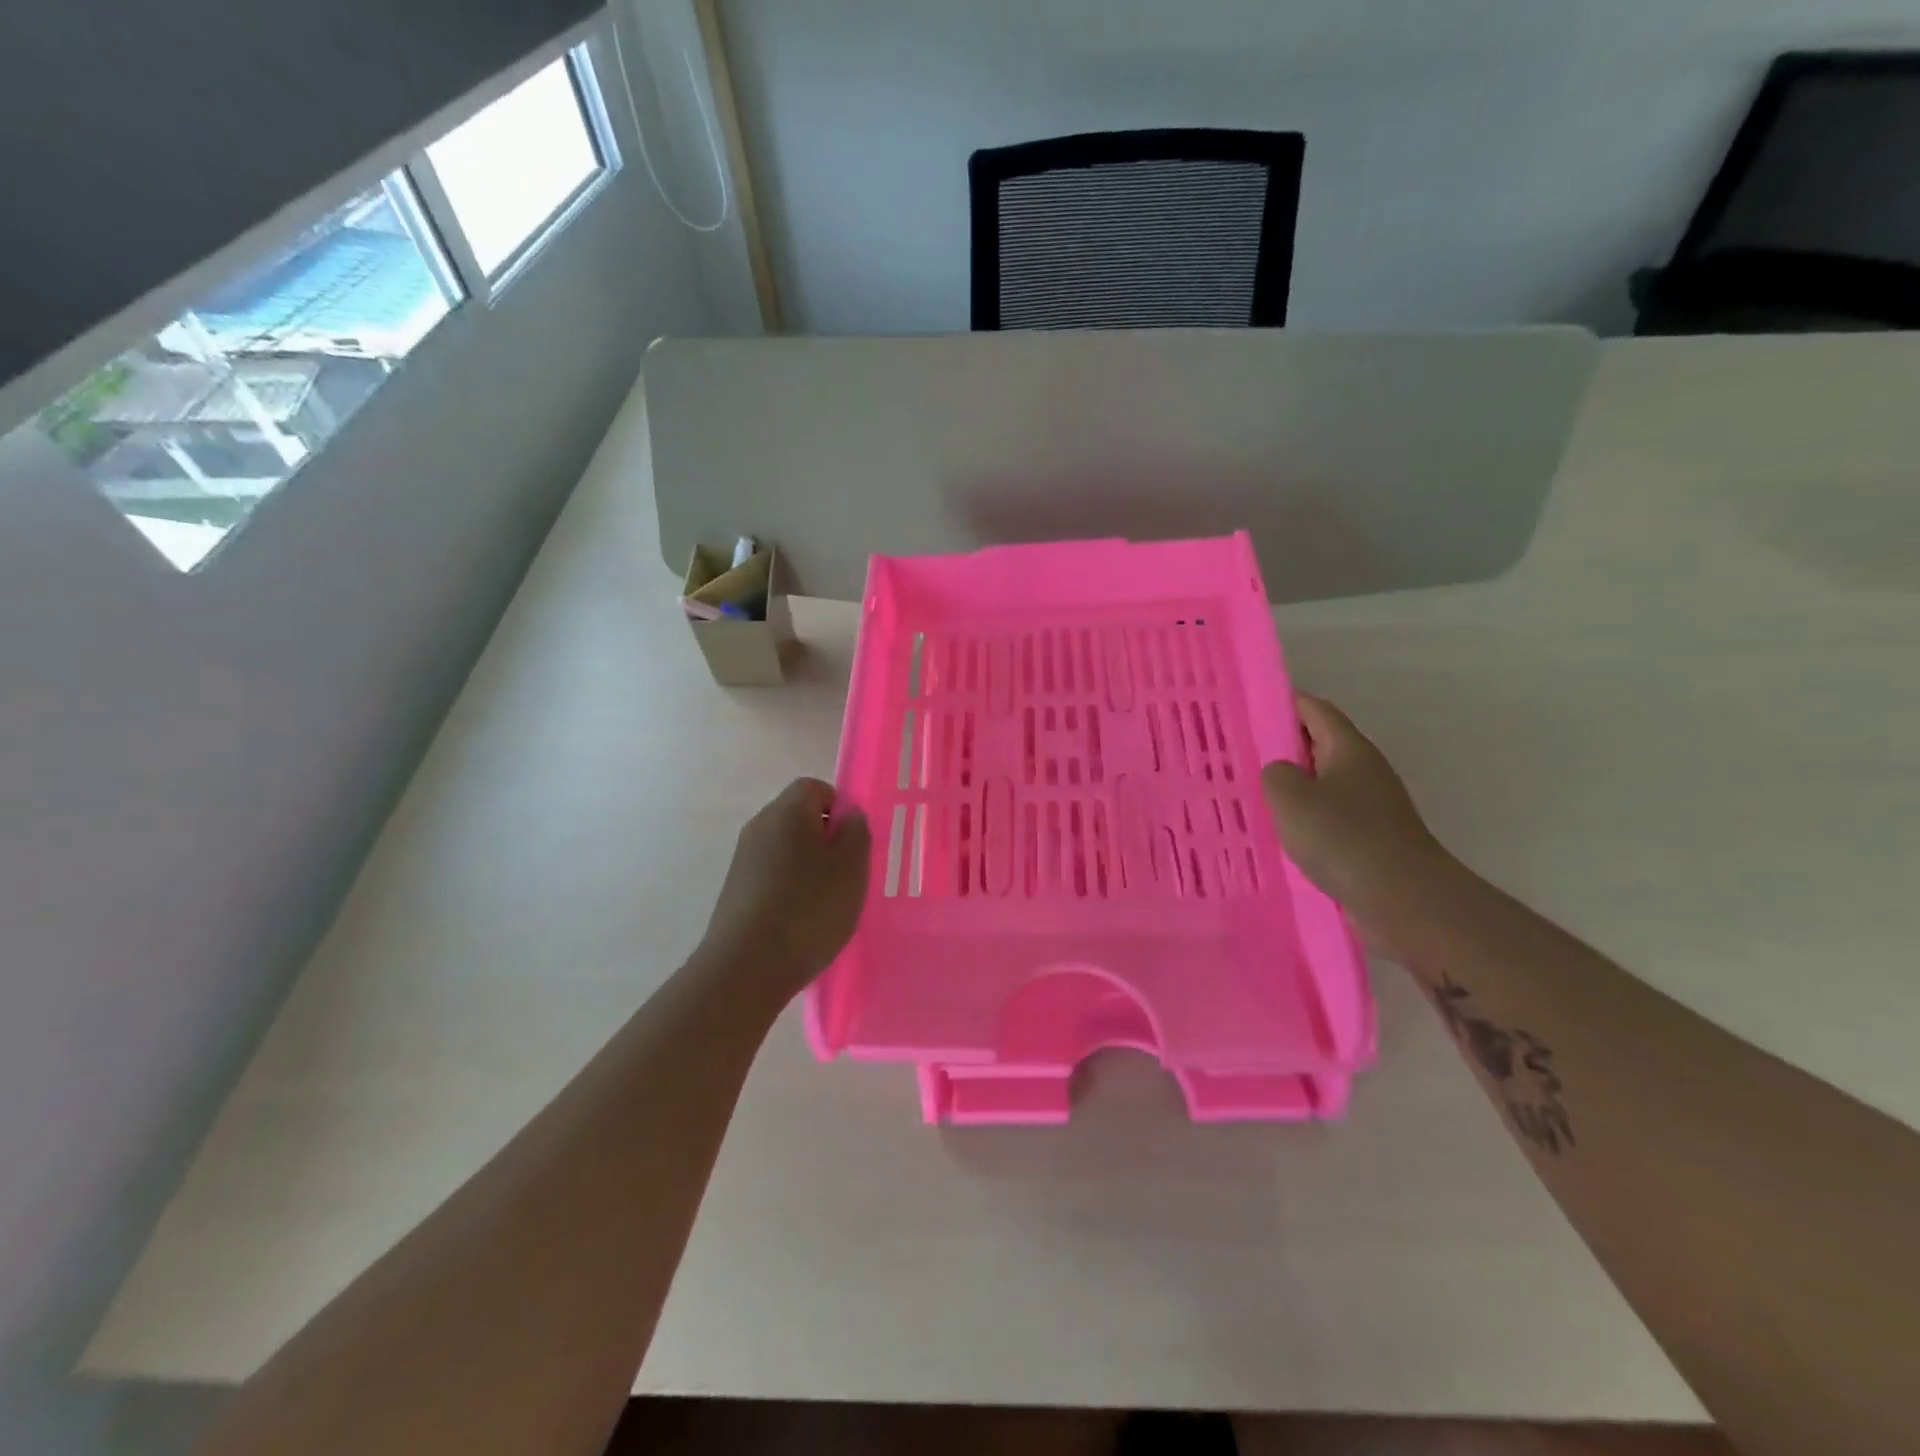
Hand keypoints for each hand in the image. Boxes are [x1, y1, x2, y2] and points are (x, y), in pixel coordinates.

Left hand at [701, 778, 871, 998]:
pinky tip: (801, 921)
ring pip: (786, 849)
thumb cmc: (809, 907)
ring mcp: (743, 859)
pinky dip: (789, 889)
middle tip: (846, 874)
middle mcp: (759, 826)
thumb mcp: (852, 867)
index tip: (853, 842)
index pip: (814, 788)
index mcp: (787, 810)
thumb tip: (847, 816)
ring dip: (808, 868)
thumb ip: (856, 832)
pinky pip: (771, 875)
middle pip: (798, 818)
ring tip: (826, 903)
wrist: (746, 966)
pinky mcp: (735, 890)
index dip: (838, 807)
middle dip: (825, 840)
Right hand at [1262, 696, 1453, 948]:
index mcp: (1348, 748)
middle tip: (1238, 753)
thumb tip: (1281, 773)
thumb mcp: (1290, 797)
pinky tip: (1279, 833)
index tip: (1249, 707)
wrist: (1403, 898)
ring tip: (1251, 794)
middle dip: (1282, 746)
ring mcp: (1371, 805)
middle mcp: (1364, 769)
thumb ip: (1275, 774)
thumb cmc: (1342, 837)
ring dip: (1292, 785)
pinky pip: (1329, 816)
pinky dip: (1305, 817)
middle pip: (1318, 744)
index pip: (1314, 709)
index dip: (1283, 702)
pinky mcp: (1370, 837)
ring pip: (1322, 782)